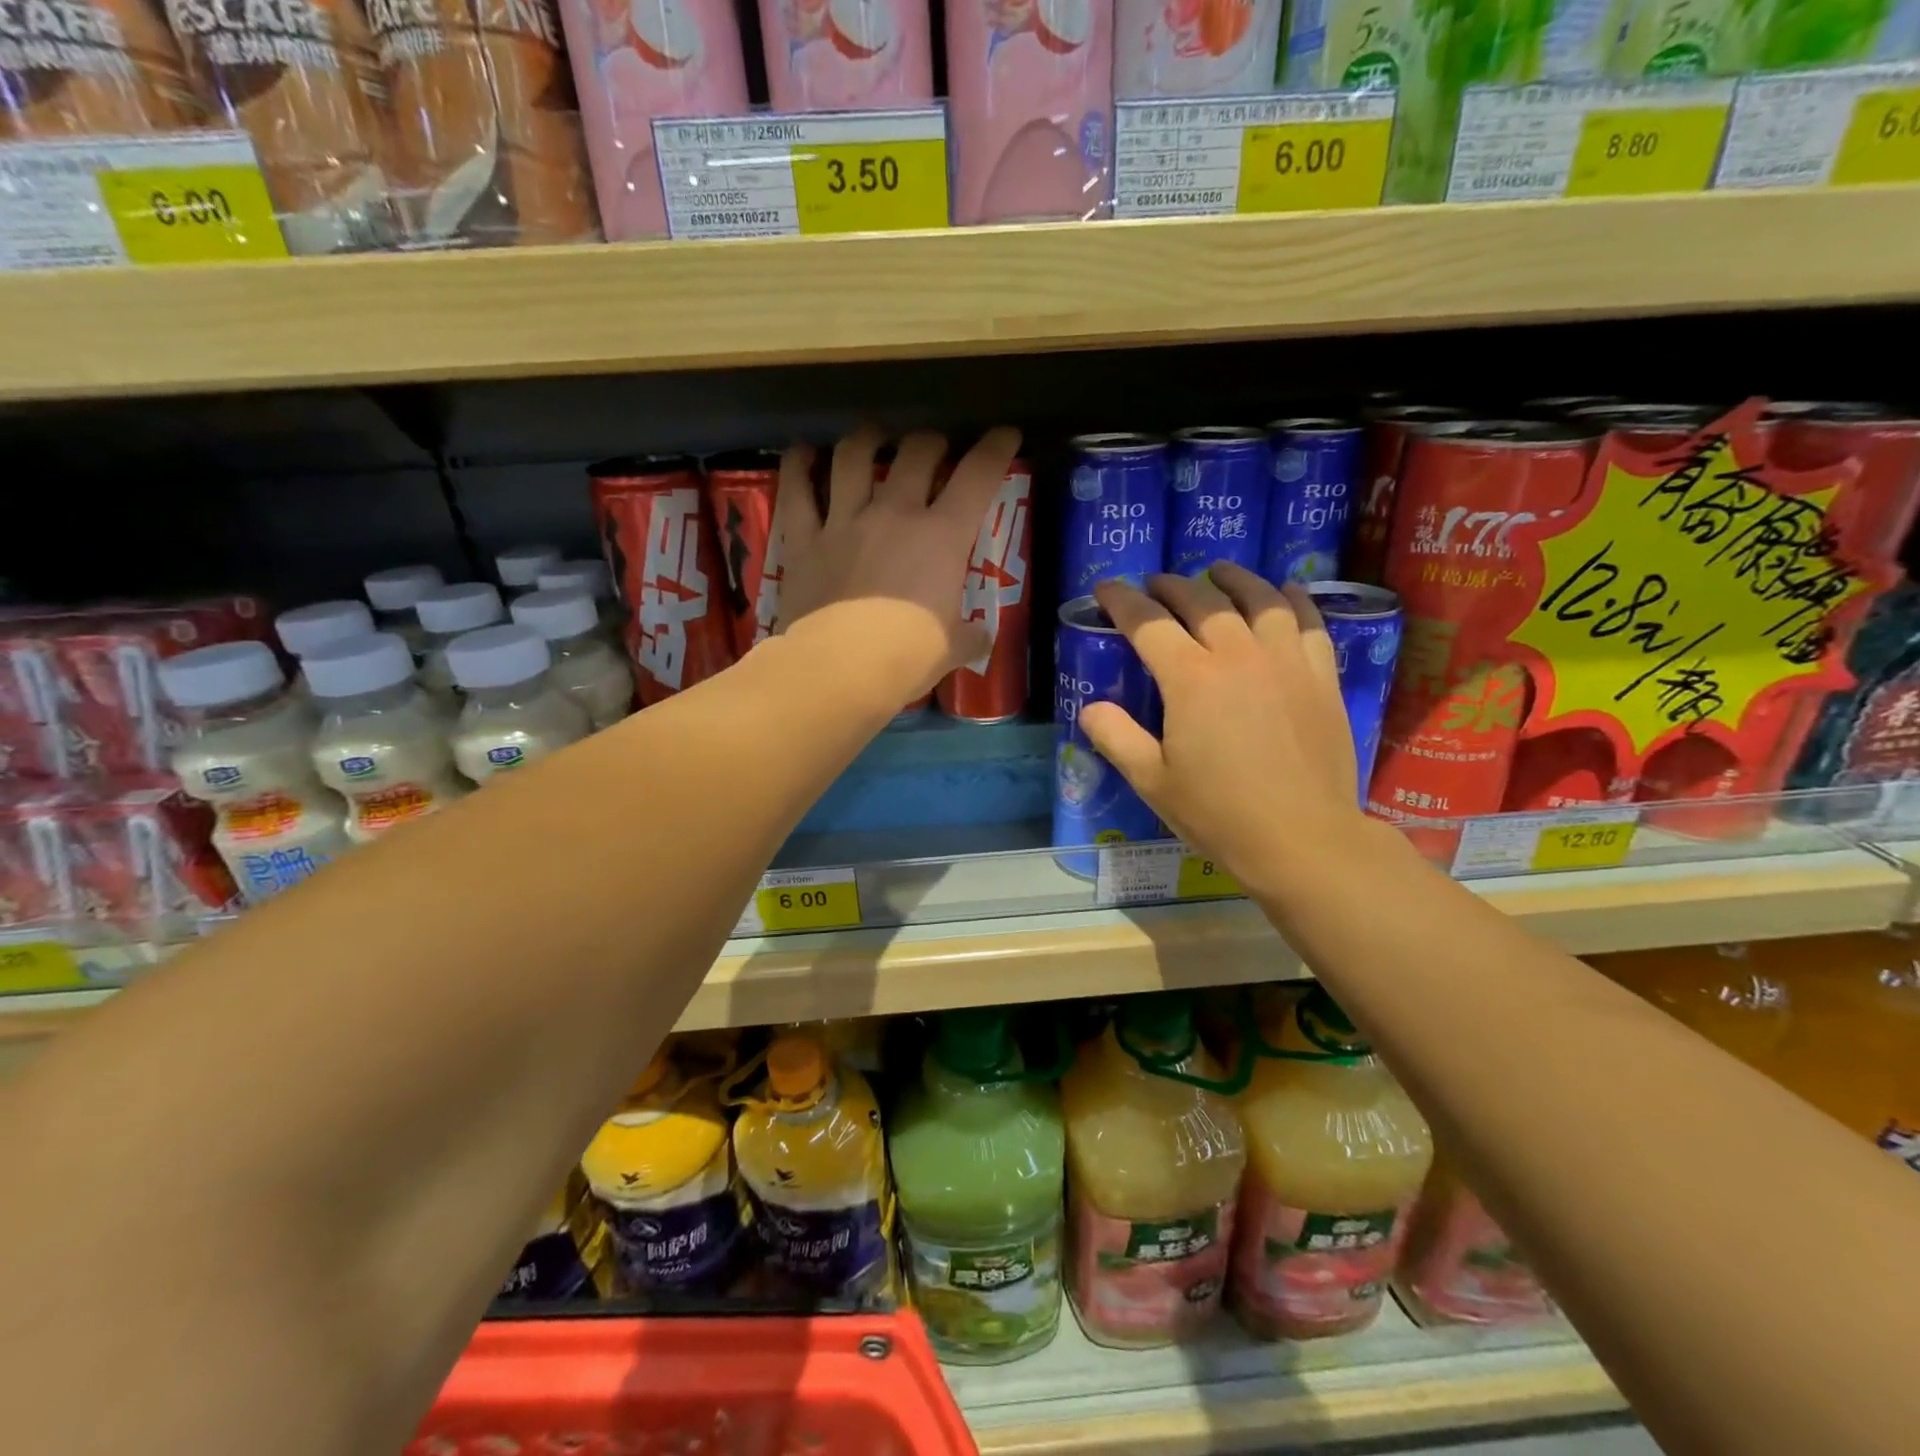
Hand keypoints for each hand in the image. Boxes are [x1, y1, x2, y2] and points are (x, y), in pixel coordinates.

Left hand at [775, 424, 1022, 700]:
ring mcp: (845, 521)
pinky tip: (803, 454)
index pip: (978, 476)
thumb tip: (981, 638)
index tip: (1004, 435)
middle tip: (933, 448)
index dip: (996, 449)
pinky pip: (797, 490)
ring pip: (854, 457)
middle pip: (916, 453)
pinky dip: (798, 467)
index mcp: (942, 537)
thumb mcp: (952, 649)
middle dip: (930, 442)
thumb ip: (969, 637)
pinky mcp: (804, 539)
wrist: (841, 668)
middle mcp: (895, 514)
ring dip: (867, 438)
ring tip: (873, 437)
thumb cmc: (907, 657)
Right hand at [1080, 563, 1370, 900]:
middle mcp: (1238, 655)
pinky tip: (1284, 594)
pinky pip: (1308, 621)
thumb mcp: (1152, 781)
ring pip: (1259, 599)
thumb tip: (1090, 708)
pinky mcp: (1321, 675)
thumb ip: (1116, 737)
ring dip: (1232, 579)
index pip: (1148, 623)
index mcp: (1191, 679)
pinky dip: (1292, 600)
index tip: (1107, 588)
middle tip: (1155, 584)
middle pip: (1201, 601)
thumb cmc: (1219, 813)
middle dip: (1171, 586)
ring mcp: (1285, 661)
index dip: (1122, 601)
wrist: (1302, 839)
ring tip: (1218, 572)